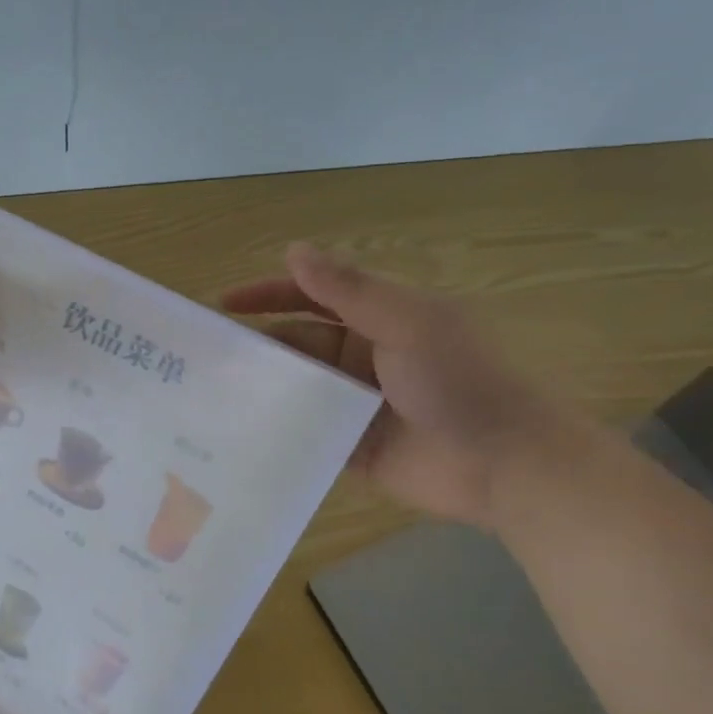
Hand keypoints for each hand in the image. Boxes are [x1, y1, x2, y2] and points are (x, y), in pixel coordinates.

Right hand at [223, 244, 564, 525]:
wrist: (505, 464)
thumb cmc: (459, 381)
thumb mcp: (406, 323)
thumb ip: (348, 290)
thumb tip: (293, 249)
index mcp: (380, 319)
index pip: (314, 296)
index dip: (270, 294)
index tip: (223, 304)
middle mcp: (363, 357)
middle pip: (298, 342)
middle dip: (258, 344)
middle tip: (207, 356)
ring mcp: (355, 403)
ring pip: (297, 387)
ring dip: (263, 386)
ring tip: (211, 394)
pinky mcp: (350, 446)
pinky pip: (305, 431)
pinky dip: (278, 428)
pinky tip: (239, 432)